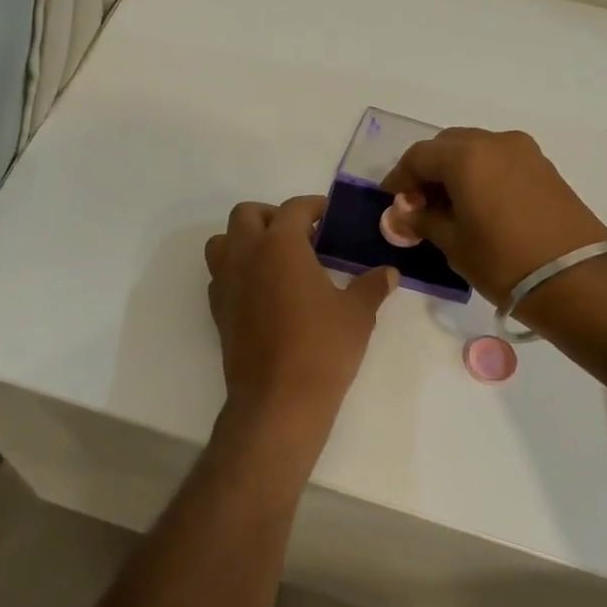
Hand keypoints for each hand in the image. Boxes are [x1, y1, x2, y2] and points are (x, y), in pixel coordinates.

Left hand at [204, 196, 396, 431]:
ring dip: (245, 240)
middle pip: (247, 215)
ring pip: (223, 242)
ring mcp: (226, 283)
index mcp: (280, 245)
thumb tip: (388, 273)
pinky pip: (220, 275)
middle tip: (301, 235)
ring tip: (275, 260)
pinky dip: (237, 271)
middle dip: (272, 216)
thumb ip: (371, 286)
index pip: (293, 209)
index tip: (329, 216)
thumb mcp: (357, 314)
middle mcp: (246, 255)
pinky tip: (262, 292)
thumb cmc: (322, 349)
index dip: (313, 207)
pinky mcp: (218, 310)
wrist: (278, 400)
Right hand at [380, 128, 606, 304]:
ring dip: (455, 172)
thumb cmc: (503, 261)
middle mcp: (495, 142)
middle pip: (447, 146)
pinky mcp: (544, 168)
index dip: (399, 178)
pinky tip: (476, 207)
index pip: (418, 156)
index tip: (392, 203)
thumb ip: (423, 221)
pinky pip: (499, 161)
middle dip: (427, 171)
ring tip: (447, 209)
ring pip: (475, 150)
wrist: (576, 279)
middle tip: (418, 205)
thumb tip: (401, 213)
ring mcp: (524, 152)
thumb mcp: (453, 243)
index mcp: (466, 156)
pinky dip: (480, 175)